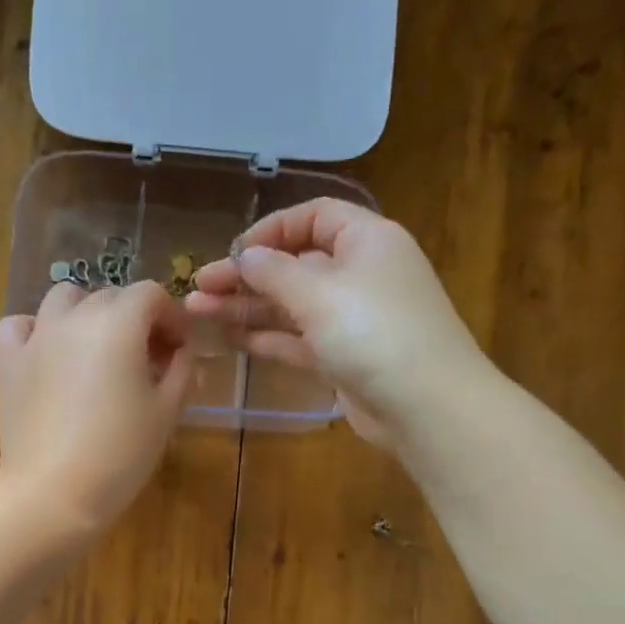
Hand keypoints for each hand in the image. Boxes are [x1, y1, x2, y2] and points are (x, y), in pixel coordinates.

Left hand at [0, 281, 193, 534]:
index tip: (178, 351)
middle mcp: (74, 317)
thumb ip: (182, 371)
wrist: (52, 492)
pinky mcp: (9, 361)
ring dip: (87, 314)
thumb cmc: (120, 454)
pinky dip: (38, 330)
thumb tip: (183, 352)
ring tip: (98, 351)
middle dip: (135, 319)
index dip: (171, 317)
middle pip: (110, 296)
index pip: (151, 295)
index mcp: (118, 323)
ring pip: (64, 299)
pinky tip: (49, 354)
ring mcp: (37, 337)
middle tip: (147, 362)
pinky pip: (20, 325)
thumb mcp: (166, 413)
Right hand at [185, 198, 490, 448]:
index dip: (271, 230)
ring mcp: (350, 319)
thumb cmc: (375, 334)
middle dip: (246, 275)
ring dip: (246, 307)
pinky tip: (229, 338)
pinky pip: (297, 339)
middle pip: (295, 264)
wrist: (426, 406)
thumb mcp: (320, 293)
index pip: (314, 217)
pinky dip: (266, 337)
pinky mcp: (342, 357)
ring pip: (290, 305)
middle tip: (199, 287)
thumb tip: (245, 256)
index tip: (234, 252)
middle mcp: (359, 274)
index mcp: (366, 241)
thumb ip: (275, 272)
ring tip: (198, 311)